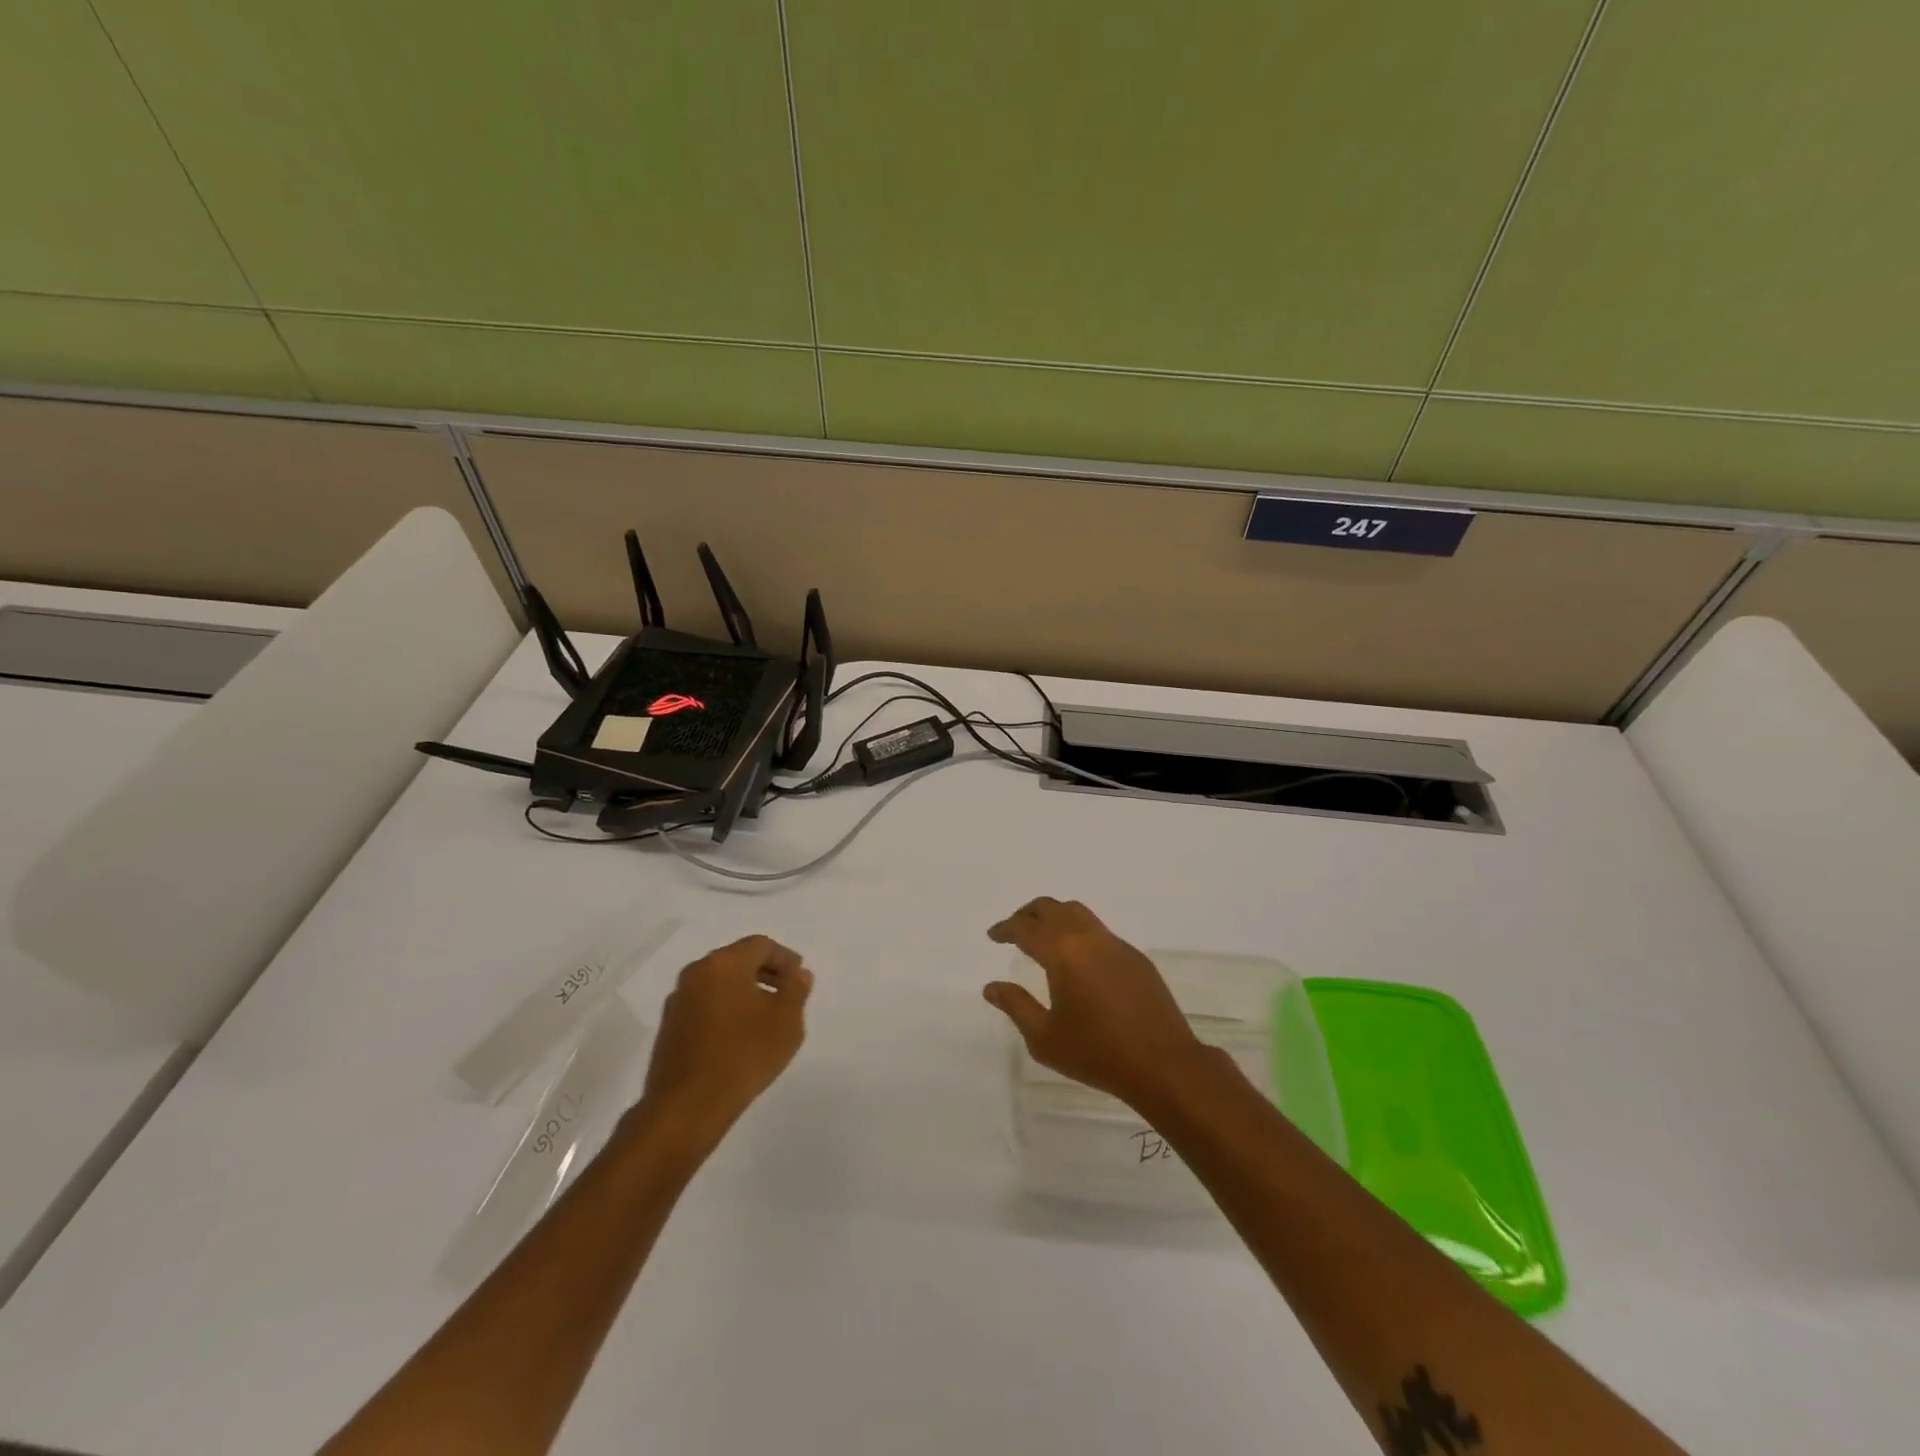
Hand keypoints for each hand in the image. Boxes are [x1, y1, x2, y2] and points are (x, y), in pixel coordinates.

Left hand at [641, 935, 812, 1132]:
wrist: (686, 1108)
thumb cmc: (744, 1055)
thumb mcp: (786, 1021)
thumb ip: (796, 989)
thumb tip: (798, 974)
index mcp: (724, 963)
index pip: (761, 946)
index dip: (785, 959)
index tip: (800, 979)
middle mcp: (696, 973)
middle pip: (737, 960)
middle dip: (765, 973)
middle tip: (786, 995)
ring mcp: (678, 1001)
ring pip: (719, 984)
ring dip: (744, 993)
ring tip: (765, 1020)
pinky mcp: (669, 1028)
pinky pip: (705, 1005)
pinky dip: (725, 1011)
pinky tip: (739, 1038)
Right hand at [984, 898, 1218, 1111]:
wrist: (1162, 1064)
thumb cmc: (1097, 1053)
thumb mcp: (1044, 1038)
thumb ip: (1016, 1006)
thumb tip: (991, 987)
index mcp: (1063, 953)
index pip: (1026, 928)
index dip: (1006, 928)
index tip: (993, 935)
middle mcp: (1089, 938)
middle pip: (1053, 908)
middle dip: (1029, 914)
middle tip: (1015, 929)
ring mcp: (1116, 944)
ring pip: (1079, 913)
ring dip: (1056, 917)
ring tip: (1044, 938)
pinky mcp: (1136, 957)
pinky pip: (1100, 931)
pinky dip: (1080, 933)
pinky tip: (1078, 961)